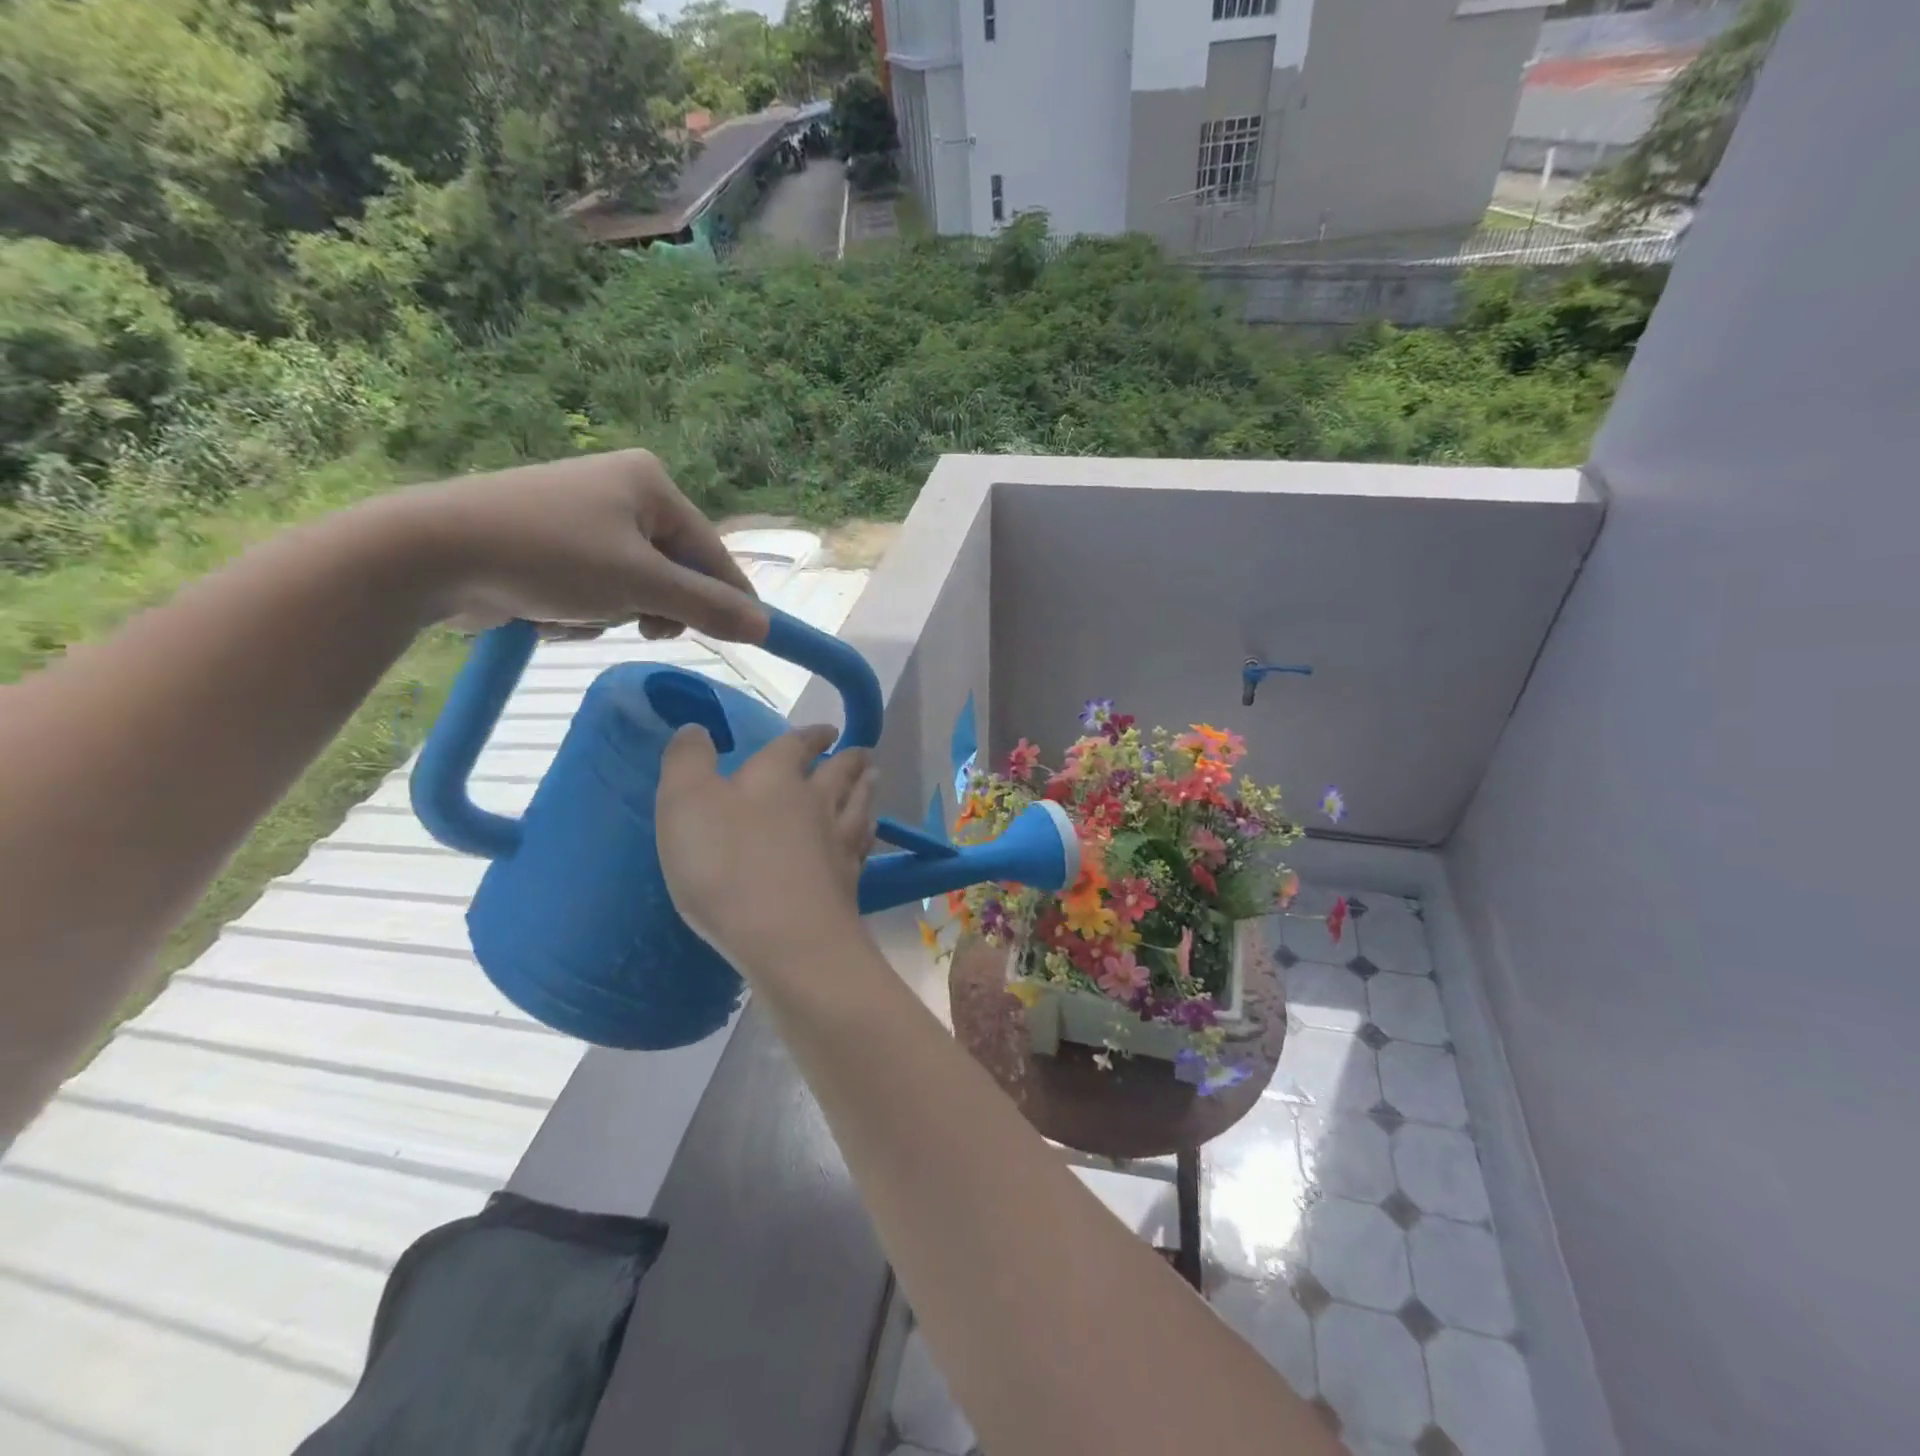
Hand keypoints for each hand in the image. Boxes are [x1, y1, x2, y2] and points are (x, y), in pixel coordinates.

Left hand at [385, 449, 765, 641]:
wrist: (429, 553)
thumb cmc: (549, 556)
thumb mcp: (641, 584)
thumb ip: (708, 607)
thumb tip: (765, 628)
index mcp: (651, 483)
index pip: (712, 552)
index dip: (729, 599)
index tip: (747, 639)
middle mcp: (623, 491)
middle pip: (674, 571)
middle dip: (655, 606)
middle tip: (643, 627)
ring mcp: (585, 516)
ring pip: (636, 587)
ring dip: (616, 612)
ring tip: (580, 613)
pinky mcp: (554, 542)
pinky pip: (599, 587)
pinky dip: (585, 609)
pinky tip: (552, 610)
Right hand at [656, 723, 876, 981]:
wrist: (787, 938)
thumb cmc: (728, 866)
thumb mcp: (686, 804)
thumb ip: (688, 762)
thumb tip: (696, 729)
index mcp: (776, 778)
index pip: (796, 746)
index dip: (809, 736)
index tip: (826, 731)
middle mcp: (816, 803)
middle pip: (839, 774)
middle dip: (848, 760)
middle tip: (861, 753)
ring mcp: (838, 843)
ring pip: (858, 805)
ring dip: (866, 788)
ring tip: (874, 777)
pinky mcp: (848, 882)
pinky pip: (862, 847)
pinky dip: (867, 834)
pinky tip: (868, 835)